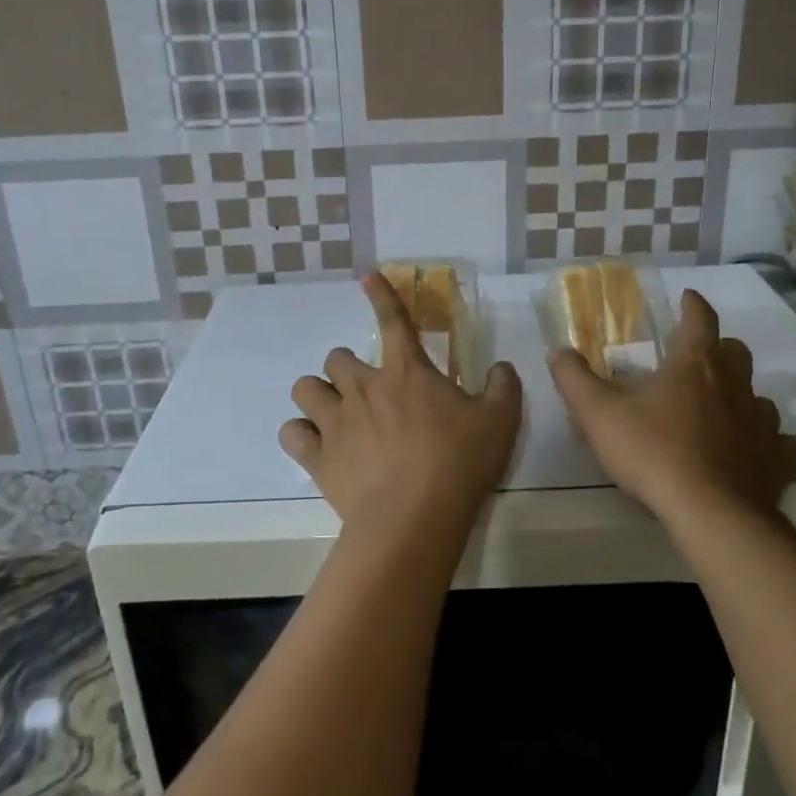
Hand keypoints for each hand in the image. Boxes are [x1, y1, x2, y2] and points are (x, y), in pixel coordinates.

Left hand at [282, 272, 522, 541]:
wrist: (414, 517)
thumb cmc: (459, 463)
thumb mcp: (500, 421)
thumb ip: (503, 386)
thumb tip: (502, 366)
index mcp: (406, 372)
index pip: (392, 321)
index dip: (380, 295)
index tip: (366, 277)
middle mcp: (364, 387)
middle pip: (336, 357)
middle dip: (347, 367)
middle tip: (366, 389)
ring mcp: (336, 421)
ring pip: (305, 388)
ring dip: (318, 394)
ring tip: (334, 412)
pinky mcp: (318, 457)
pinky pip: (292, 433)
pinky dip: (301, 434)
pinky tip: (315, 444)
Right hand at [549, 288, 795, 523]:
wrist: (711, 513)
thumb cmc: (653, 452)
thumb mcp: (598, 414)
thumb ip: (574, 379)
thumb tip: (559, 353)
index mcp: (694, 364)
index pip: (700, 318)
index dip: (693, 305)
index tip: (688, 298)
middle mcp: (734, 384)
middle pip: (735, 352)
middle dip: (718, 349)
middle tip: (695, 361)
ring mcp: (762, 422)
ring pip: (759, 396)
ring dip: (741, 397)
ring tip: (719, 411)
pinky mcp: (778, 460)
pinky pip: (782, 443)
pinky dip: (769, 442)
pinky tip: (754, 453)